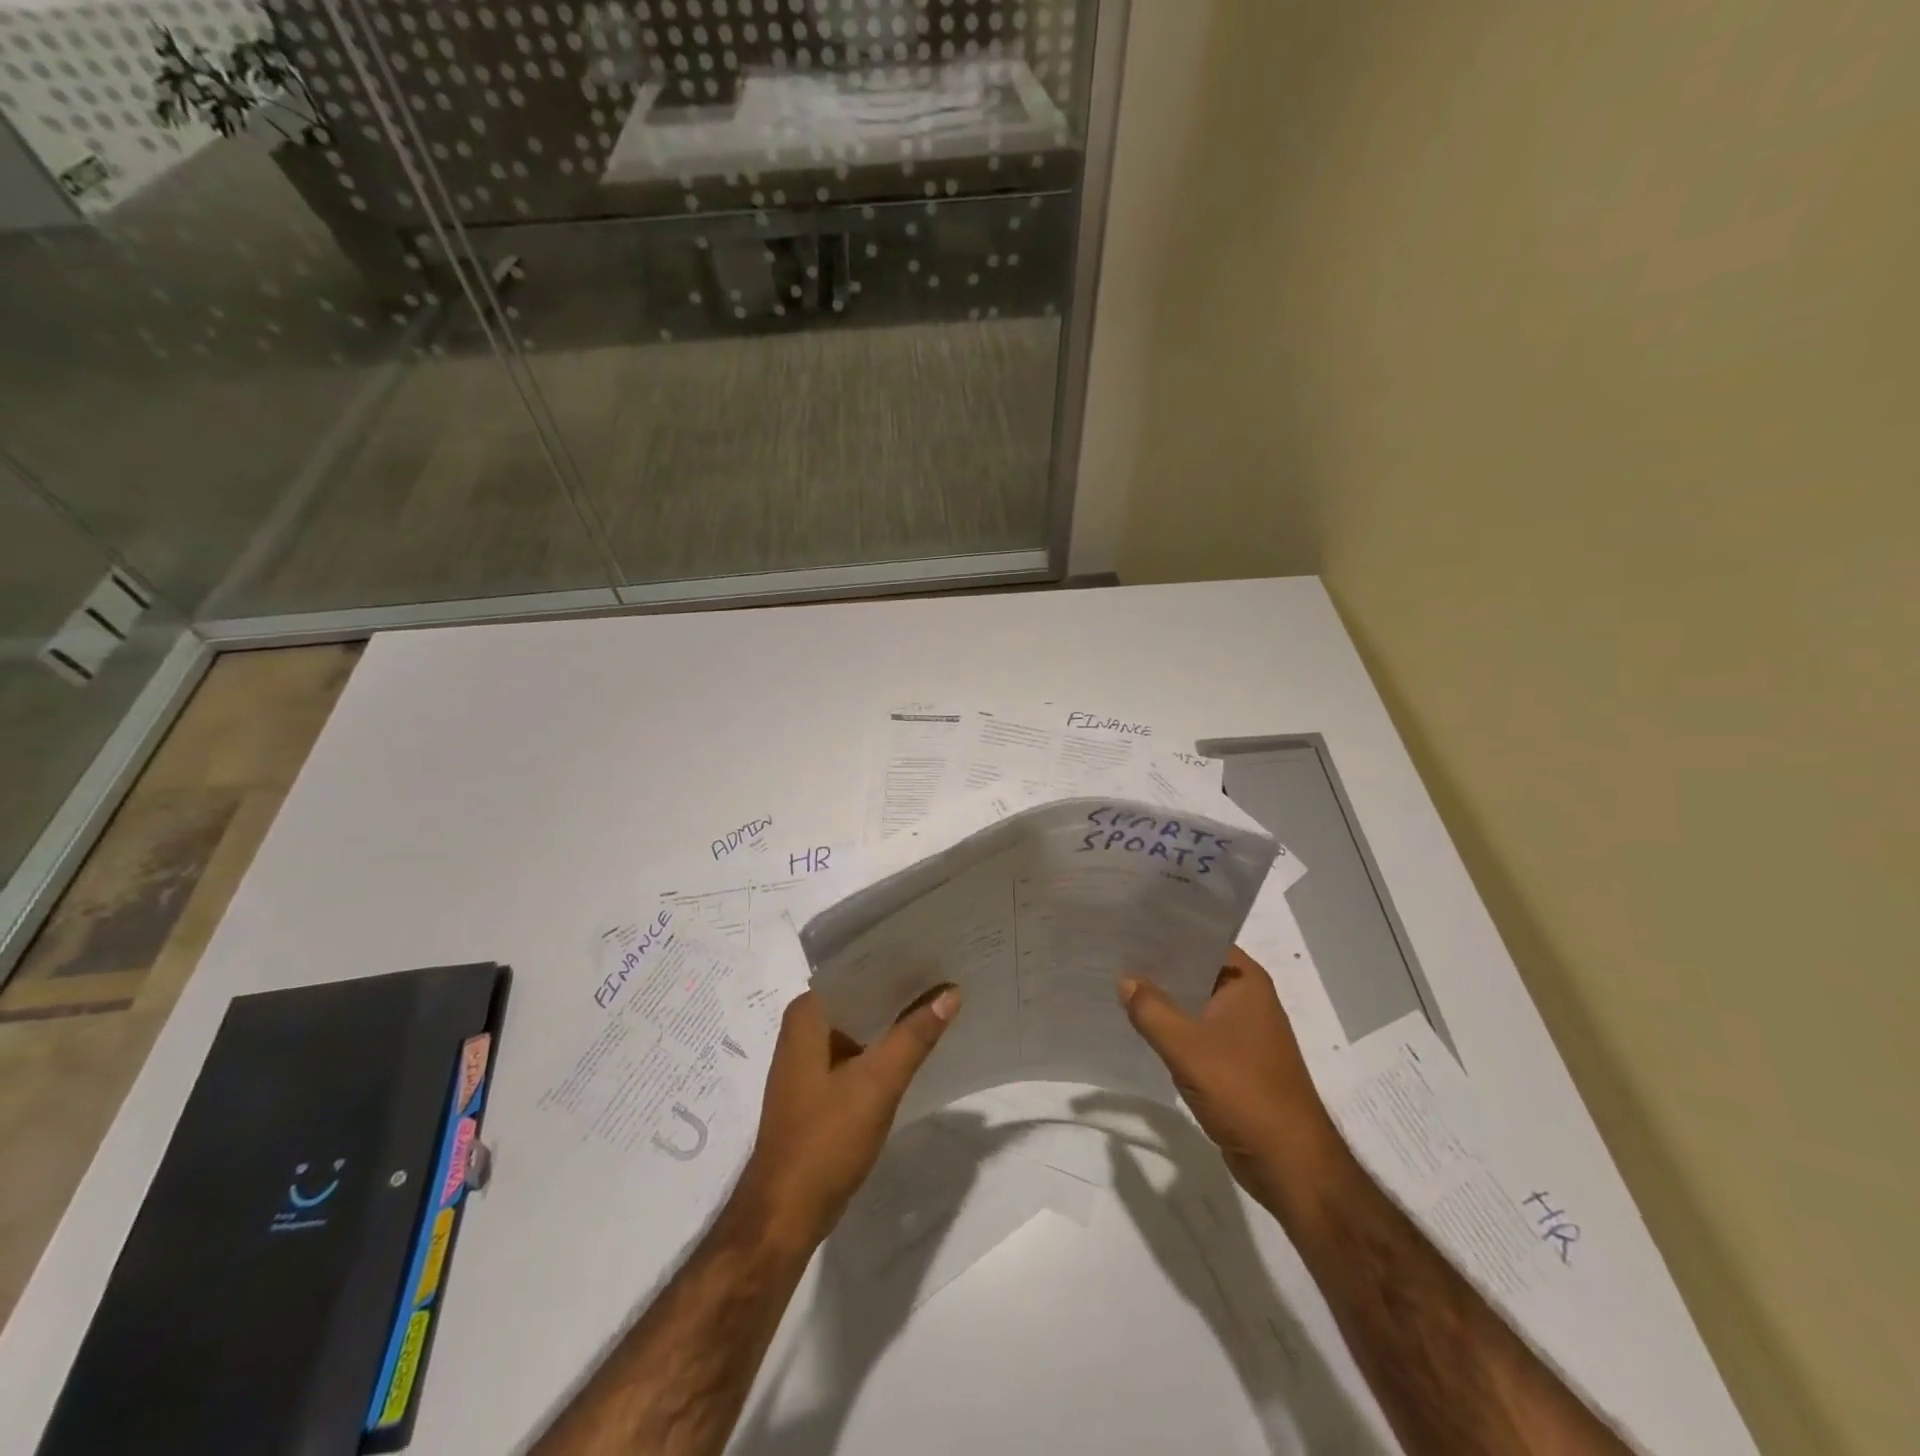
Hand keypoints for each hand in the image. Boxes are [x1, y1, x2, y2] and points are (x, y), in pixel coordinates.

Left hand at [737, 985, 960, 1250]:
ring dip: (895, 1019)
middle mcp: (804, 1027)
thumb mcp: (878, 1083)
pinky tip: (920, 1044)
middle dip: (901, 989)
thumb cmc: (825, 1140)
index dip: (897, 961)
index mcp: (807, 1014)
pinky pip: (859, 1051)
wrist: (785, 1214)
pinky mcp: (820, 1086)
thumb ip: (914, 1035)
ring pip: (861, 1024)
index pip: (857, 969)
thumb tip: (949, 990)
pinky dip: (886, 1046)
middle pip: (861, 996)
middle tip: (949, 973)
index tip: (936, 950)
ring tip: (943, 1001)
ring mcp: (810, 1059)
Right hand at [1119, 947, 1342, 1214]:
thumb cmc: (1244, 1092)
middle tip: (1113, 952)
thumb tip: (1125, 979)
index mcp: (1246, 981)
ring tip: (1118, 983)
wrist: (1289, 1164)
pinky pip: (1196, 1030)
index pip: (1201, 939)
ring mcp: (1243, 1030)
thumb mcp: (1187, 1048)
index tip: (1127, 924)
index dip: (1165, 931)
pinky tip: (1139, 1026)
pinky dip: (1172, 1027)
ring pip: (1194, 1002)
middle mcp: (1248, 998)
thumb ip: (1151, 1010)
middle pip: (1195, 969)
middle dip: (1158, 965)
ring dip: (1163, 998)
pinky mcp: (1235, 1060)